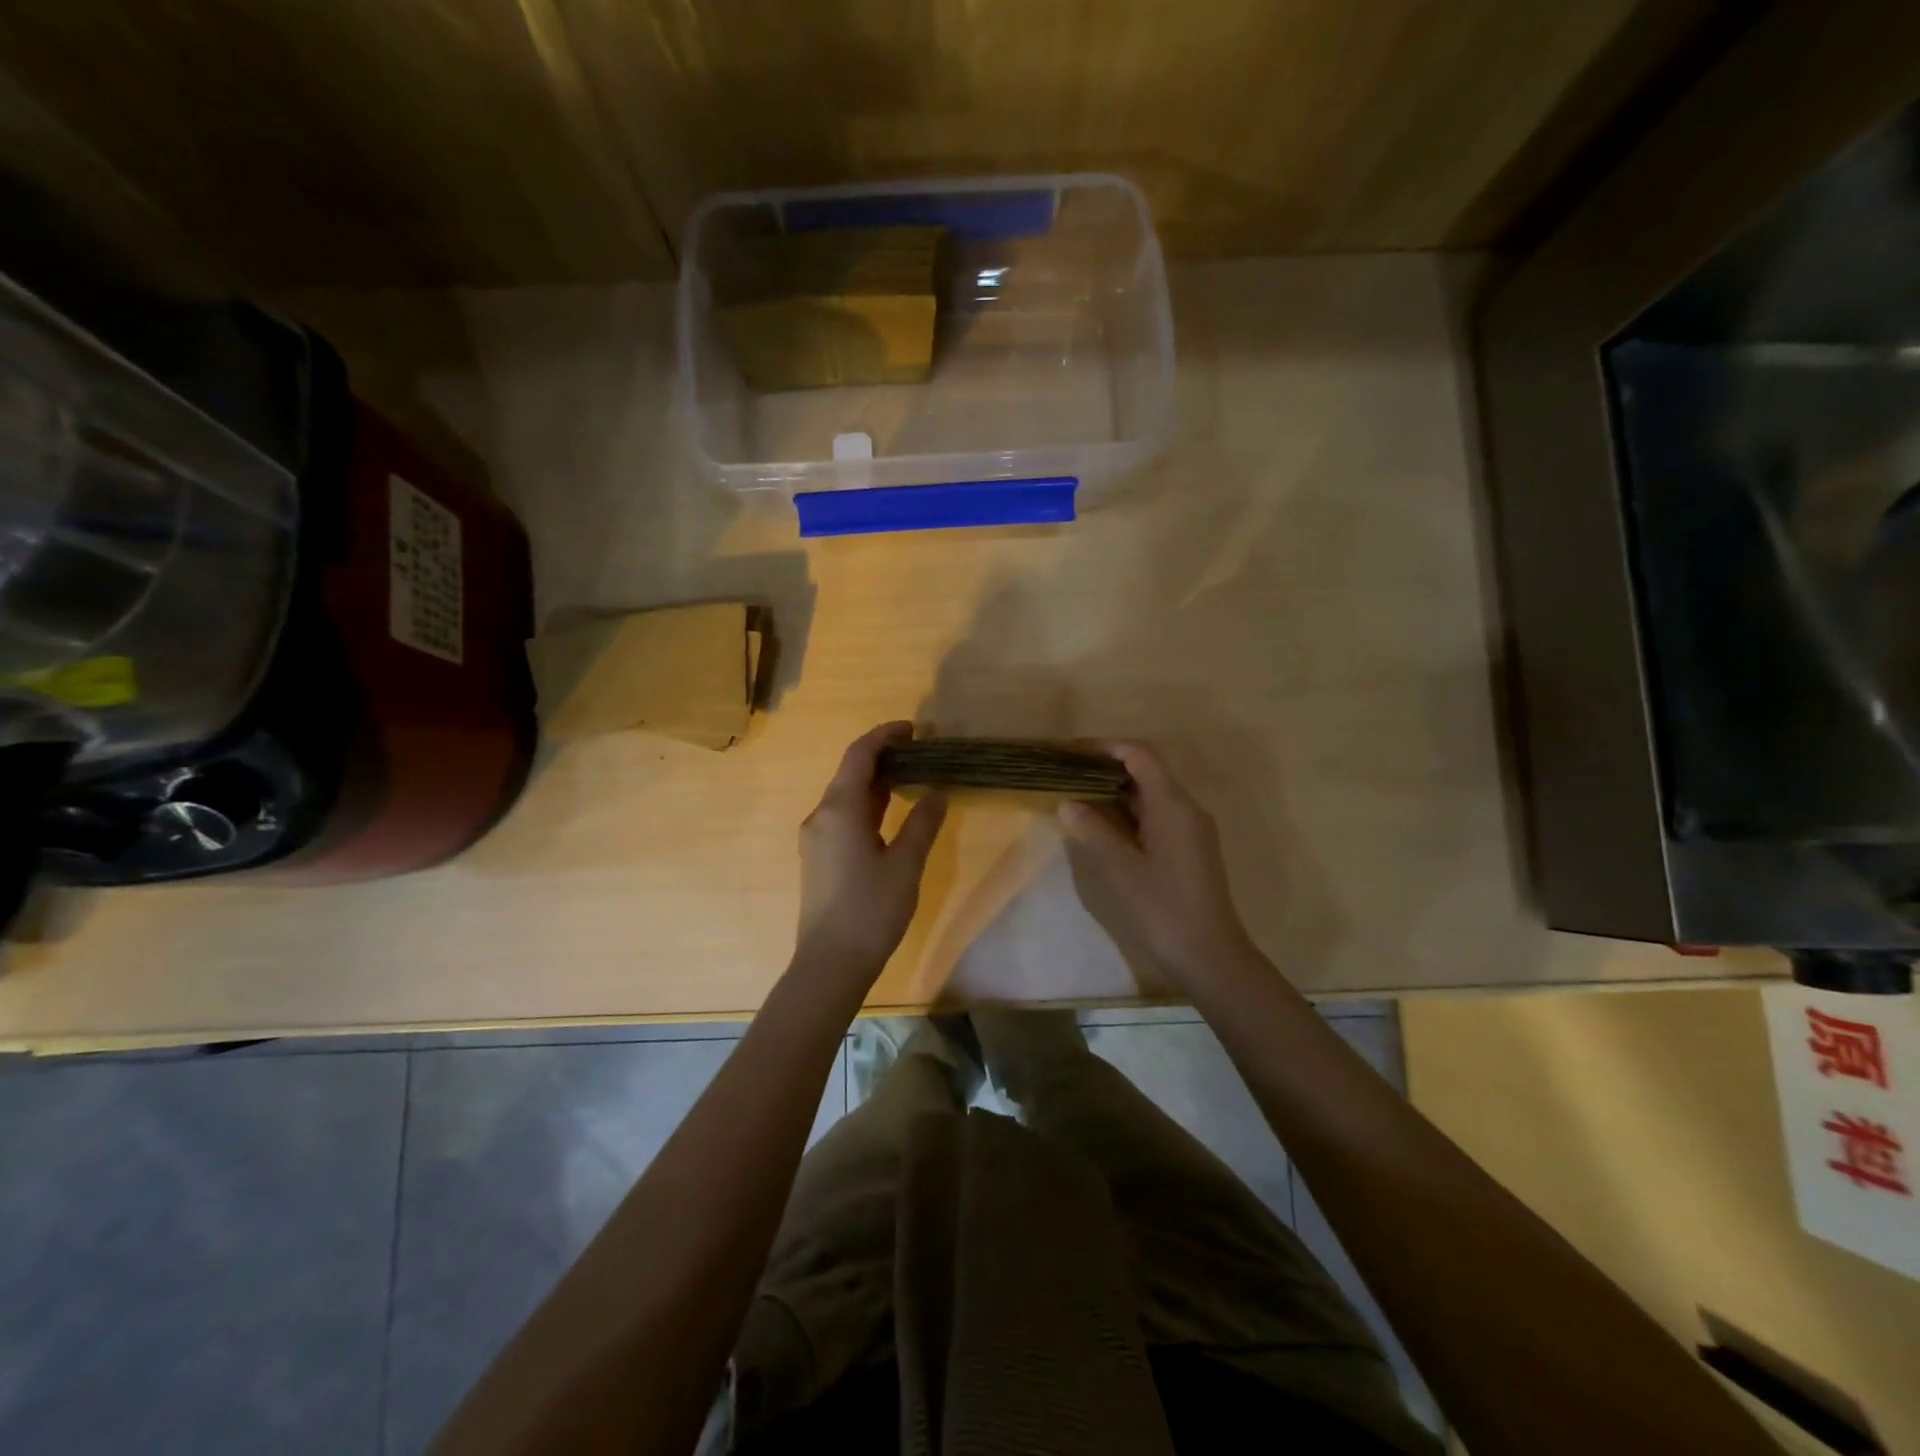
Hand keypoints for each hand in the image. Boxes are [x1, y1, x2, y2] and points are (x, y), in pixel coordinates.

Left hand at [794, 722, 948, 982]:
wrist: (830, 963)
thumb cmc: (871, 910)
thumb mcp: (906, 864)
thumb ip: (923, 823)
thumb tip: (938, 792)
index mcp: (840, 809)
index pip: (860, 755)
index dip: (885, 736)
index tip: (913, 729)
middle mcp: (821, 816)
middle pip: (850, 772)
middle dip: (882, 757)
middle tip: (919, 752)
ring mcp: (816, 837)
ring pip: (846, 796)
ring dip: (875, 782)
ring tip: (911, 776)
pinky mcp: (819, 857)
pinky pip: (842, 816)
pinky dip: (867, 805)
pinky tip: (890, 813)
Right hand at [1058, 741, 1257, 984]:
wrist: (1210, 956)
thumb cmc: (1162, 908)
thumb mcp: (1120, 868)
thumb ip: (1094, 830)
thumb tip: (1069, 803)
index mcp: (1173, 805)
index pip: (1141, 755)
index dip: (1107, 747)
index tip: (1073, 752)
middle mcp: (1186, 809)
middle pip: (1147, 771)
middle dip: (1108, 767)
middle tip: (1069, 775)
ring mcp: (1191, 830)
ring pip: (1152, 795)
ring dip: (1117, 791)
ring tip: (1079, 796)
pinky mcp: (1190, 849)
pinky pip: (1158, 815)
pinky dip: (1130, 812)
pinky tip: (1104, 826)